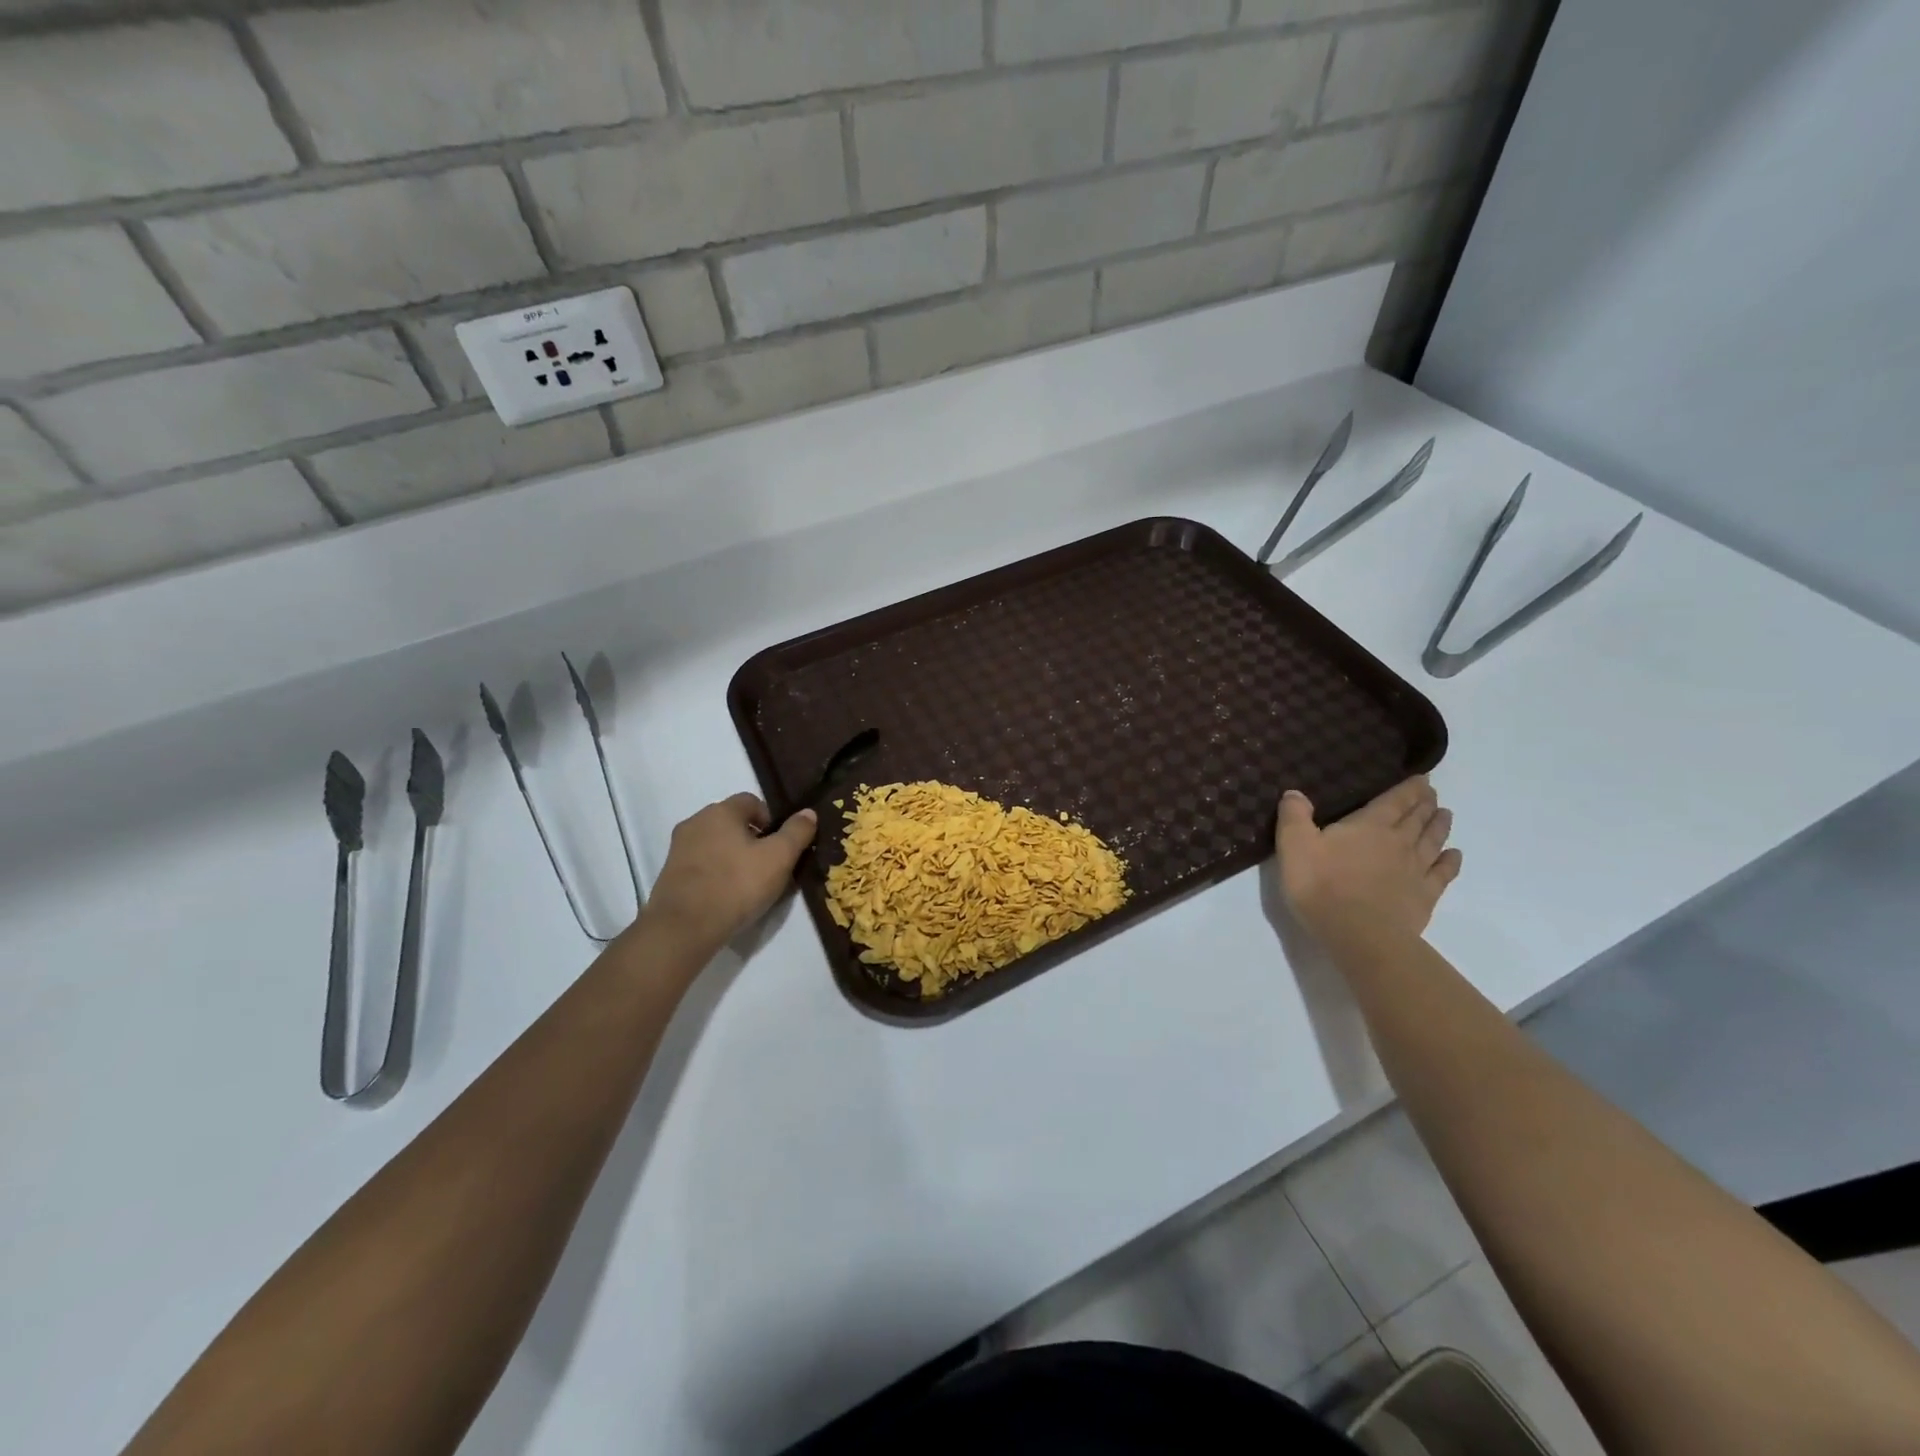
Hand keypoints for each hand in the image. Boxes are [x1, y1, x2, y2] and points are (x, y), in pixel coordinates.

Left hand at [640, 795, 817, 955]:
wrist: (683, 927)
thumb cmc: (736, 885)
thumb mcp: (778, 858)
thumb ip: (796, 832)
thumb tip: (808, 812)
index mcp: (721, 811)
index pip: (751, 801)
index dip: (771, 820)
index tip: (780, 846)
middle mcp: (696, 822)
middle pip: (732, 822)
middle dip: (752, 839)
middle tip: (768, 865)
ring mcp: (678, 848)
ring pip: (715, 844)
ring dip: (732, 856)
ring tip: (747, 884)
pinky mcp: (669, 874)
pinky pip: (701, 864)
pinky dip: (715, 873)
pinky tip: (726, 896)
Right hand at [1276, 776, 1461, 951]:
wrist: (1358, 934)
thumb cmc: (1321, 885)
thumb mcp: (1294, 845)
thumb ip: (1294, 816)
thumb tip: (1295, 792)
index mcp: (1370, 825)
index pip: (1395, 800)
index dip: (1409, 788)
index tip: (1422, 778)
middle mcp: (1399, 842)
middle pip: (1417, 818)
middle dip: (1425, 803)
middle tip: (1432, 793)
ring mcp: (1416, 870)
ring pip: (1433, 841)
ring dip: (1440, 826)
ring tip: (1446, 814)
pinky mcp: (1424, 896)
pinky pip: (1443, 873)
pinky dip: (1450, 862)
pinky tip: (1454, 855)